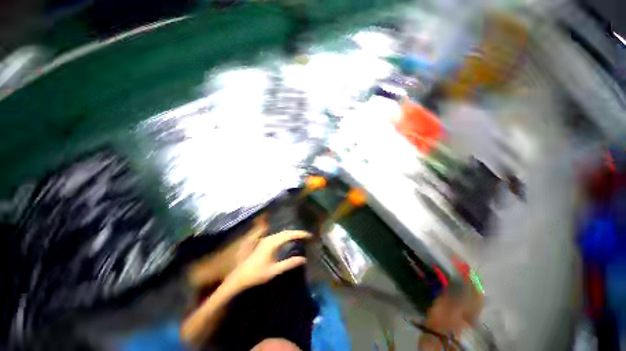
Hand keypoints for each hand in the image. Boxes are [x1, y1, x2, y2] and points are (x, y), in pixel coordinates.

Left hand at [226, 230, 310, 290]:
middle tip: (307, 237)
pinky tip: (285, 241)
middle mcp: (266, 239)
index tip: (310, 236)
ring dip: (289, 235)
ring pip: (278, 234)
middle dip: (295, 233)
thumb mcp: (275, 270)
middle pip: (283, 232)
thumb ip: (289, 263)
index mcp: (271, 244)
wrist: (240, 276)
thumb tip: (304, 259)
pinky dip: (282, 237)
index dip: (300, 234)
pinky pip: (274, 237)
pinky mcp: (259, 244)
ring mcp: (262, 241)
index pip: (288, 235)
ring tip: (299, 238)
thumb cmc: (257, 274)